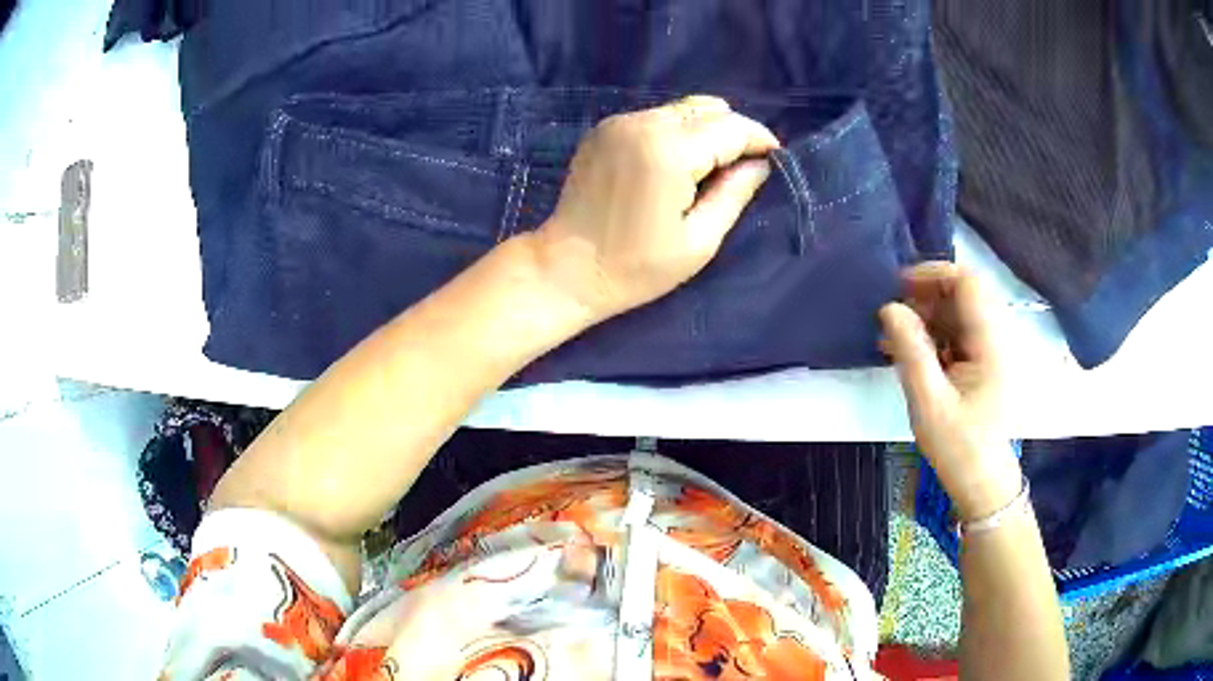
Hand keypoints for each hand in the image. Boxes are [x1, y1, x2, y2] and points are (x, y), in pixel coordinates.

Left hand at [533, 95, 779, 319]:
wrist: (564, 269)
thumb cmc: (635, 267)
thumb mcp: (698, 240)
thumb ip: (734, 194)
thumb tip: (761, 165)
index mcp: (668, 151)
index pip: (730, 128)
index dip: (758, 140)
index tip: (774, 158)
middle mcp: (642, 123)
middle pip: (707, 110)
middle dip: (733, 133)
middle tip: (740, 169)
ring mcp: (618, 123)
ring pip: (681, 109)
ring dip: (705, 131)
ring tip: (709, 168)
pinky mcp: (603, 129)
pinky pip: (655, 116)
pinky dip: (676, 131)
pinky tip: (675, 164)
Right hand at [879, 263, 1022, 520]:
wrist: (981, 484)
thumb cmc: (959, 448)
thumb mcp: (929, 403)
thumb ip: (911, 352)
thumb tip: (889, 308)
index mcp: (990, 343)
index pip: (968, 282)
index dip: (934, 274)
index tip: (899, 287)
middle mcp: (995, 338)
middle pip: (963, 294)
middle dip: (926, 298)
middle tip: (893, 318)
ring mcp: (990, 351)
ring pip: (958, 314)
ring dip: (926, 318)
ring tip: (894, 340)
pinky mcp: (983, 365)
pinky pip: (958, 335)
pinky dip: (933, 337)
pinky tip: (909, 355)